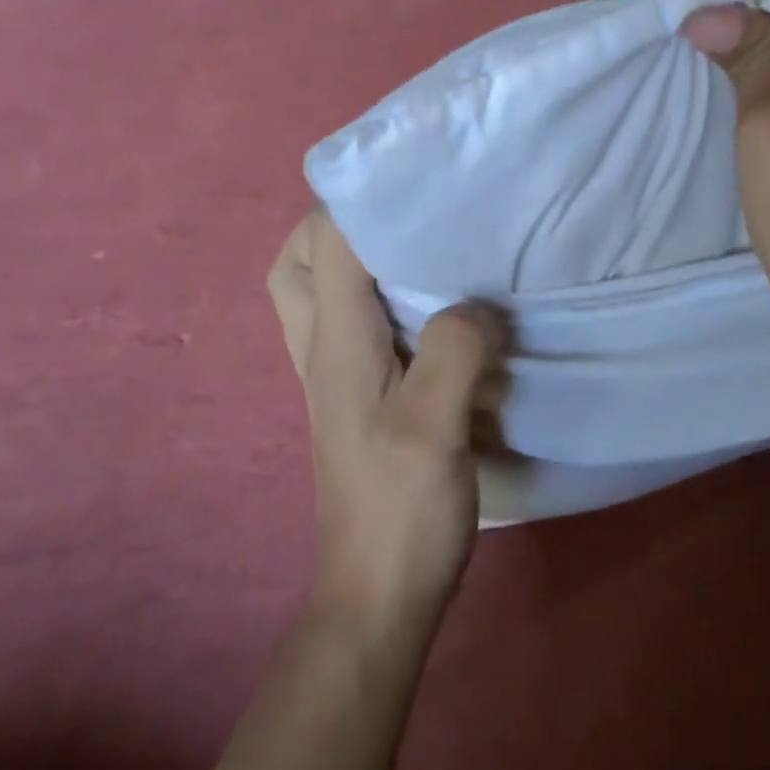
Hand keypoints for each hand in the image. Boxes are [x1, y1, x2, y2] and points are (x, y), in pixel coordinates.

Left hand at [267, 212, 502, 633]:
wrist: (378, 594)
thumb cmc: (401, 511)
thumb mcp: (433, 426)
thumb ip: (452, 350)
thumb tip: (474, 303)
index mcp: (336, 344)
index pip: (325, 245)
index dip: (360, 200)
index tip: (414, 175)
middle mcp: (323, 351)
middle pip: (295, 265)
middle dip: (335, 226)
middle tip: (400, 217)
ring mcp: (336, 378)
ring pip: (318, 296)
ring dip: (353, 263)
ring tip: (419, 253)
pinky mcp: (359, 400)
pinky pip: (354, 328)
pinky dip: (378, 301)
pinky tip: (433, 312)